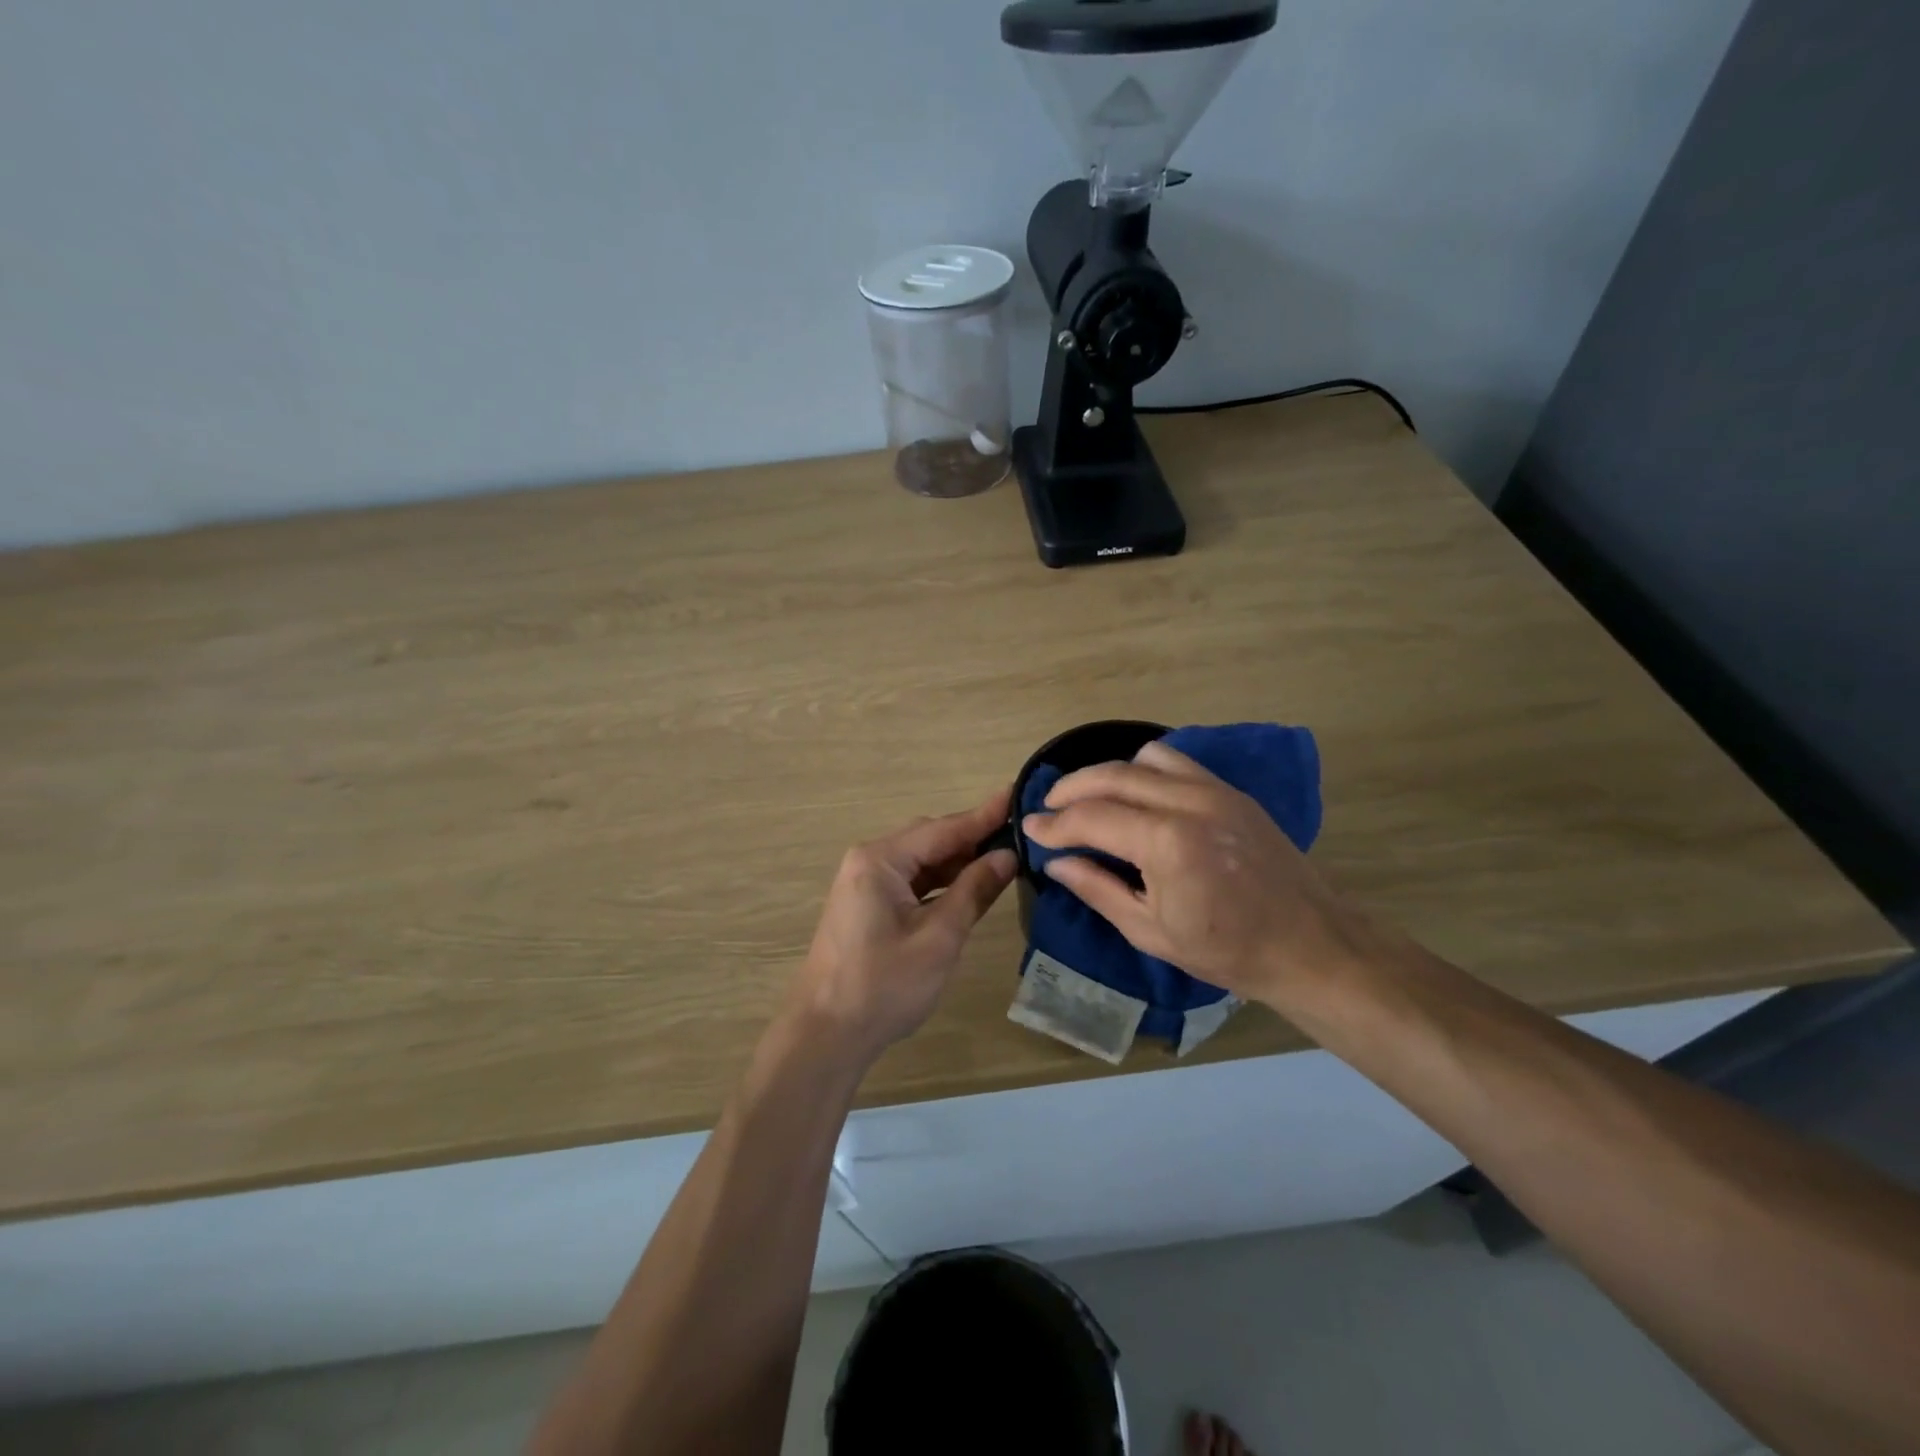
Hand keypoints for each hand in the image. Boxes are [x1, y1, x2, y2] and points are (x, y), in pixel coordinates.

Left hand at [787, 790, 1017, 1061]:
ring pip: (921, 861)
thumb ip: (974, 891)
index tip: (1017, 792)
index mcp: (880, 859)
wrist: (826, 1035)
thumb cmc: (884, 985)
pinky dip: (941, 882)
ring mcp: (864, 883)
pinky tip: (968, 886)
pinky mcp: (866, 905)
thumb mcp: (939, 937)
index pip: (943, 828)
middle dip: (973, 838)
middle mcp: (869, 860)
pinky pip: (911, 881)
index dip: (984, 815)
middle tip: (1019, 832)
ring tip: (1003, 857)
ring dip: (958, 862)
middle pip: (930, 839)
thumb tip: (1007, 856)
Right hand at [1022, 742, 1366, 1009]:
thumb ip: (1097, 889)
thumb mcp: (1150, 931)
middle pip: (1111, 776)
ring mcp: (1215, 791)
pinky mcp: (1232, 792)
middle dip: (1070, 789)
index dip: (1054, 823)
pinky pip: (1178, 763)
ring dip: (1108, 774)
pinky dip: (1145, 770)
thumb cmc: (1226, 951)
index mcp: (1166, 843)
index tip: (1029, 828)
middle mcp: (1188, 802)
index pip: (1091, 818)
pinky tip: (1138, 796)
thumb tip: (1056, 862)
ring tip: (1091, 800)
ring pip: (1143, 758)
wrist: (1309, 946)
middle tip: (1048, 808)